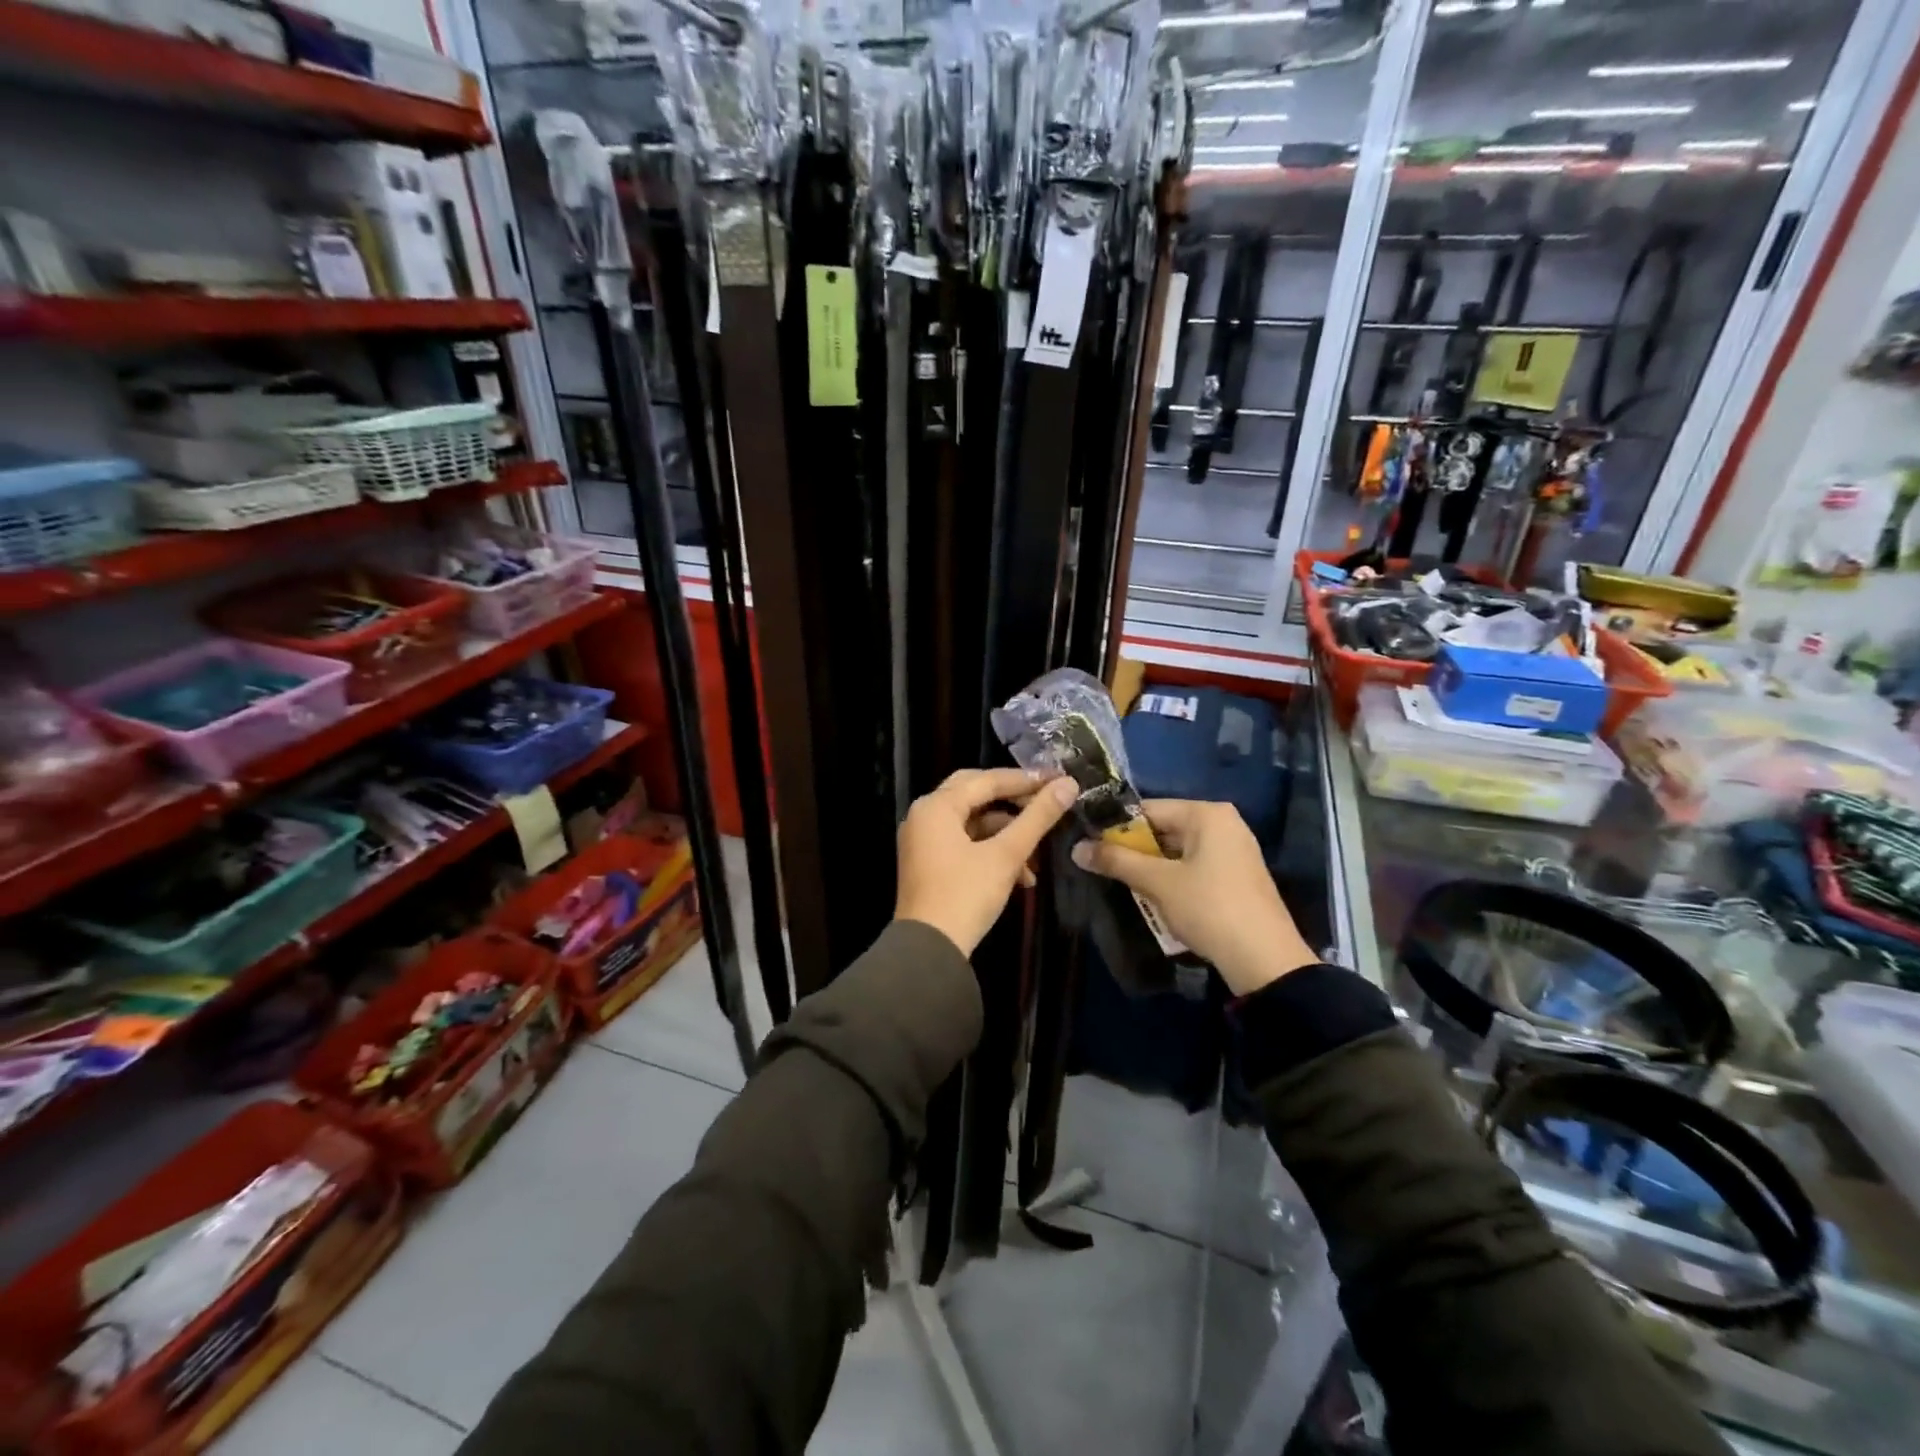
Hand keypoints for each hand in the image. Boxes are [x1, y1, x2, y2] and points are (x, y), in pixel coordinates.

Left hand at [896, 768, 1079, 956]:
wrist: (929, 951)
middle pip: (977, 794)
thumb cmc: (966, 895)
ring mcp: (923, 840)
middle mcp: (924, 815)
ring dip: (1007, 835)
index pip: (987, 780)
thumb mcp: (1006, 855)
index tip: (1060, 780)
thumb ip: (1037, 817)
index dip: (1026, 780)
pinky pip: (964, 843)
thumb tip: (1068, 784)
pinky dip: (991, 852)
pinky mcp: (928, 862)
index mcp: (936, 806)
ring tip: (1037, 858)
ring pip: (973, 822)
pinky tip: (1020, 877)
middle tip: (1046, 803)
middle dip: (1014, 802)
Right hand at [1071, 799, 1317, 995]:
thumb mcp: (1157, 883)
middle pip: (1164, 828)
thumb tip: (1076, 849)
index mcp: (1207, 814)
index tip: (1090, 847)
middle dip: (1133, 849)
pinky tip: (1155, 897)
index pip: (1148, 809)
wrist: (1265, 961)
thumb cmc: (1209, 908)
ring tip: (1124, 884)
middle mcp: (1224, 824)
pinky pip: (1194, 866)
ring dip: (1151, 867)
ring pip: (1177, 850)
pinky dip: (1172, 878)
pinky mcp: (1236, 876)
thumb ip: (1116, 861)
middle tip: (1103, 868)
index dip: (1116, 828)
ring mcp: (1234, 850)